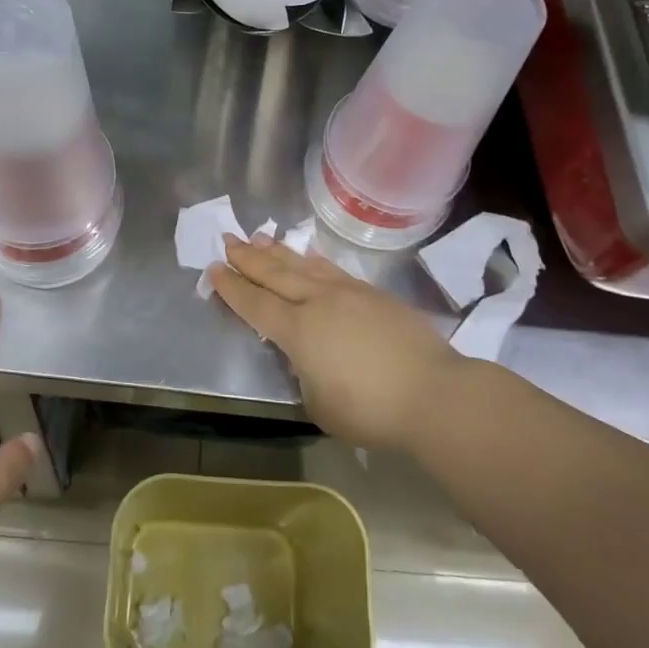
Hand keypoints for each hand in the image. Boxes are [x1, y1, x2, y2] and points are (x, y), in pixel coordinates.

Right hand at [208, 233, 461, 450]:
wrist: (433, 393)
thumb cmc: (371, 410)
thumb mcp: (321, 405)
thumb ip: (305, 376)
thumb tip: (308, 360)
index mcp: (298, 331)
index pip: (255, 304)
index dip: (232, 288)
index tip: (214, 268)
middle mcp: (318, 302)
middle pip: (275, 274)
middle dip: (248, 258)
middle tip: (228, 239)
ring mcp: (347, 293)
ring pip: (303, 265)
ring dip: (278, 251)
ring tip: (259, 237)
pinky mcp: (373, 294)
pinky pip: (332, 269)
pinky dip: (313, 259)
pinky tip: (307, 254)